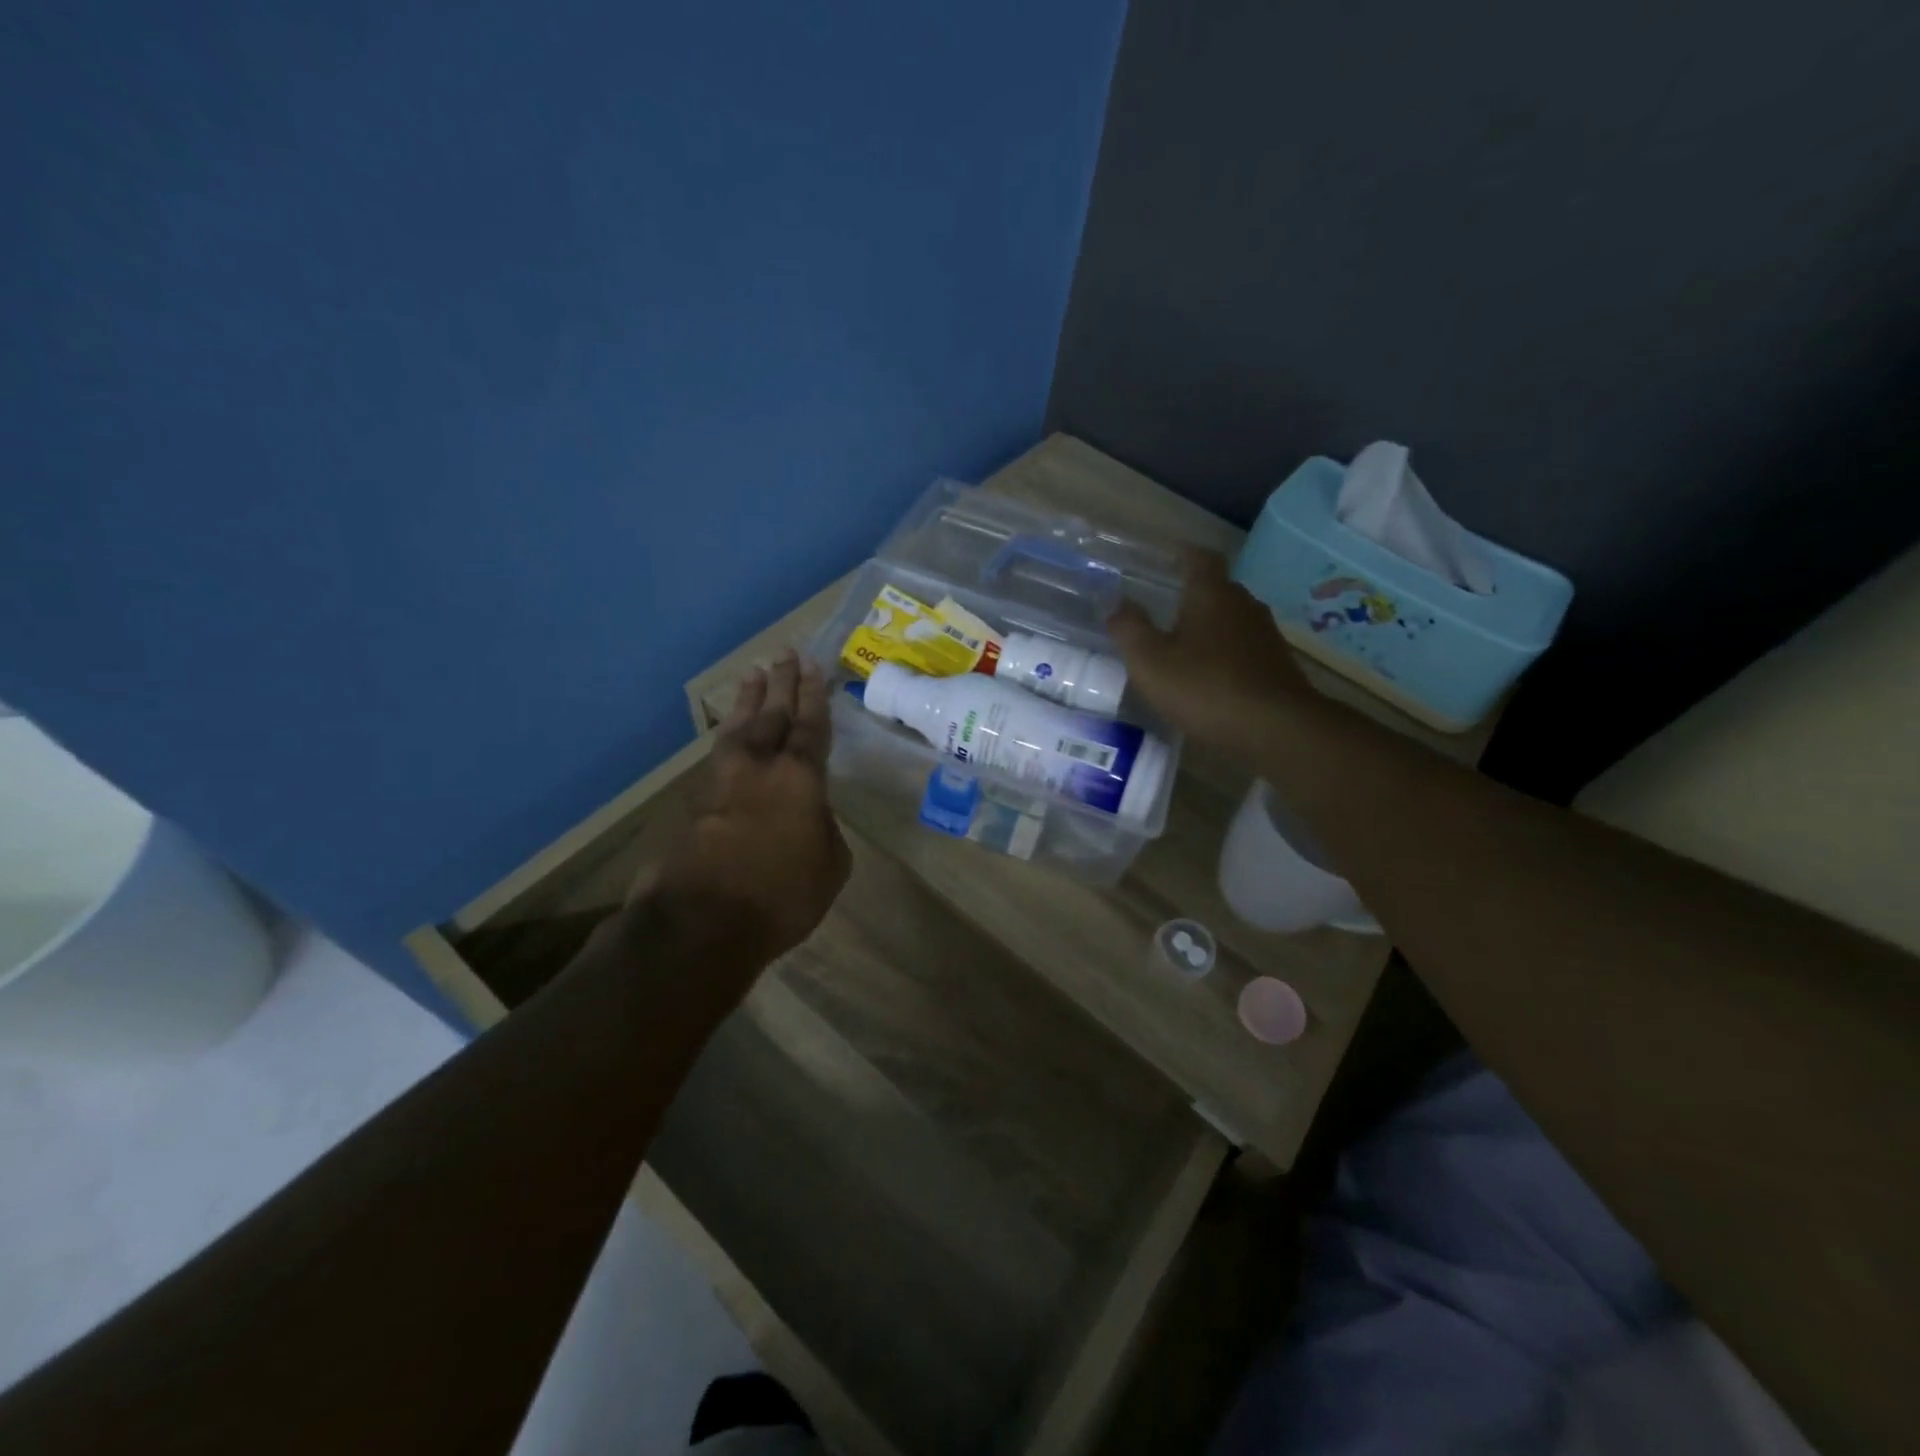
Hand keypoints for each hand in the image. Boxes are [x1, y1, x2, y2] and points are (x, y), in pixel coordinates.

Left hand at [649, 649, 850, 965]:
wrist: (702, 921)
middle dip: (781, 684)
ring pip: (739, 728)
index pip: (810, 726)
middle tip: (785, 655)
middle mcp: (760, 768)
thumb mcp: (830, 866)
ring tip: (753, 675)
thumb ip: (824, 831)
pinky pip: (719, 755)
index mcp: (800, 778)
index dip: (813, 696)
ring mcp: (723, 782)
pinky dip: (729, 736)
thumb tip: (811, 817)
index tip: (813, 667)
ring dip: (749, 701)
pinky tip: (732, 733)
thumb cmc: (782, 895)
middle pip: (772, 715)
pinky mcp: (698, 803)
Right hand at [1107, 547, 1314, 762]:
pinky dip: (1224, 653)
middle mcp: (1244, 604)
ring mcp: (1265, 635)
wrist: (1276, 728)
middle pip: (1217, 588)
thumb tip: (1115, 603)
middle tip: (1165, 606)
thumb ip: (1129, 629)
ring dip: (1209, 627)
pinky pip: (1244, 647)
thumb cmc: (1205, 687)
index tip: (1168, 556)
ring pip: (1231, 620)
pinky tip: (1209, 676)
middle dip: (1192, 594)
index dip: (1184, 554)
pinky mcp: (1276, 665)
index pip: (1200, 558)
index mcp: (1211, 594)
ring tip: (1183, 644)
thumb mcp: (1151, 661)